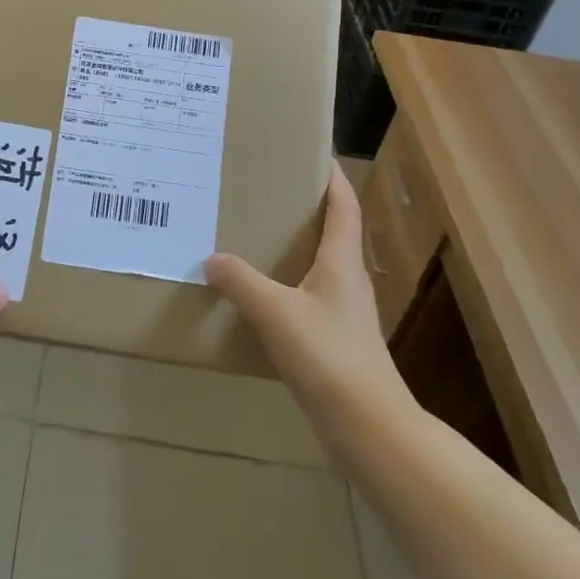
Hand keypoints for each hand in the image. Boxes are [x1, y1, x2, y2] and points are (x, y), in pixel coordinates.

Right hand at [206, 160, 415, 438]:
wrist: (367, 425)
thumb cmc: (328, 355)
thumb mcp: (276, 312)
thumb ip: (241, 282)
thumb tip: (212, 259)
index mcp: (342, 261)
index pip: (344, 206)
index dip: (332, 178)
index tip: (314, 153)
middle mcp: (347, 280)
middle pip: (332, 232)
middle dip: (304, 210)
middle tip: (267, 192)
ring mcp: (343, 312)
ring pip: (318, 266)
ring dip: (294, 249)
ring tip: (255, 238)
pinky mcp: (335, 340)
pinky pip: (307, 297)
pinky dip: (285, 286)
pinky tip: (259, 297)